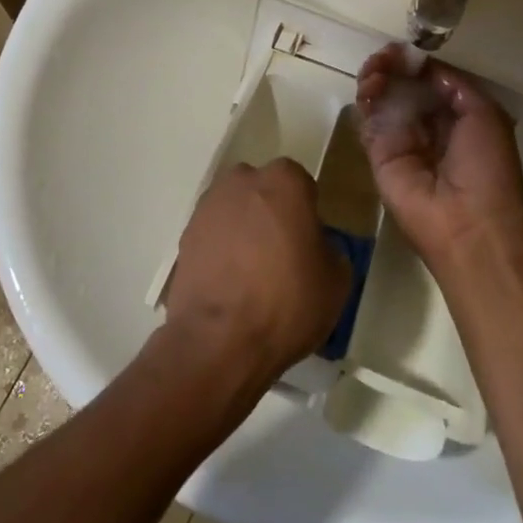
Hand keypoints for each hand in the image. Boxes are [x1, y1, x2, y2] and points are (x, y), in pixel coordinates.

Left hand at [160, 160, 349, 385]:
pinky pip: (214, 234)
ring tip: (252, 273)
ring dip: (244, 229)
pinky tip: (230, 283)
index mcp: (284, 182)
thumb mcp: (337, 280)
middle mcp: (242, 181)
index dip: (307, 212)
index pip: (301, 184)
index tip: (309, 242)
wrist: (219, 341)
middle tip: (282, 253)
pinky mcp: (185, 235)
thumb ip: (329, 248)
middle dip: (272, 212)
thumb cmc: (287, 302)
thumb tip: (314, 245)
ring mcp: (208, 207)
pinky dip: (222, 250)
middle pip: (263, 190)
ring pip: (235, 210)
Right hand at [356, 45, 522, 273]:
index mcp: (458, 118)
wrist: (467, 224)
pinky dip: (365, 98)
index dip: (417, 62)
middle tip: (386, 56)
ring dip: (377, 76)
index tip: (406, 48)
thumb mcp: (485, 114)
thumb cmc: (486, 167)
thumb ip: (454, 84)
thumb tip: (425, 65)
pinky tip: (371, 86)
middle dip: (393, 65)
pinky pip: (368, 119)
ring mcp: (401, 139)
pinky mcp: (378, 153)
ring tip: (376, 68)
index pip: (430, 81)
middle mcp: (428, 126)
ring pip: (382, 98)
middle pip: (403, 86)